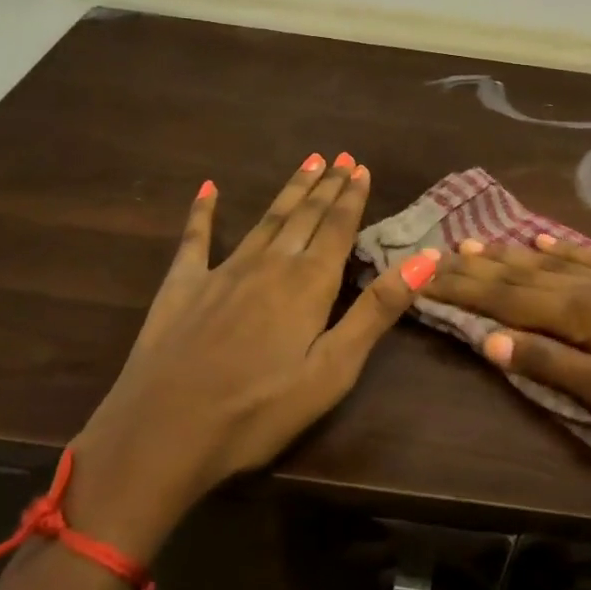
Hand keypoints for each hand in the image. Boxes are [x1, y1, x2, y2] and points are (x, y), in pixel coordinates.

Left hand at [68, 155, 437, 555]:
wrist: (164, 433)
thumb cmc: (259, 410)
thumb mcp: (333, 369)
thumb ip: (377, 310)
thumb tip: (426, 257)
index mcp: (308, 284)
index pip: (337, 229)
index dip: (351, 198)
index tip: (361, 168)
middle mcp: (268, 264)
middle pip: (304, 217)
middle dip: (325, 186)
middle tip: (340, 157)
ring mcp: (221, 271)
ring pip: (265, 220)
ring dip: (289, 191)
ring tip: (307, 162)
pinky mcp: (182, 286)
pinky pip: (195, 239)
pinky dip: (202, 212)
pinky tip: (207, 189)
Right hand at [429, 236, 590, 465]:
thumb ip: (554, 366)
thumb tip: (490, 343)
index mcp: (582, 315)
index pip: (507, 299)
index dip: (464, 289)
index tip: (424, 275)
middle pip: (522, 273)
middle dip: (477, 267)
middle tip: (436, 253)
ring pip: (550, 259)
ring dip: (509, 252)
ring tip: (474, 242)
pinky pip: (589, 255)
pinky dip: (560, 246)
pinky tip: (543, 237)